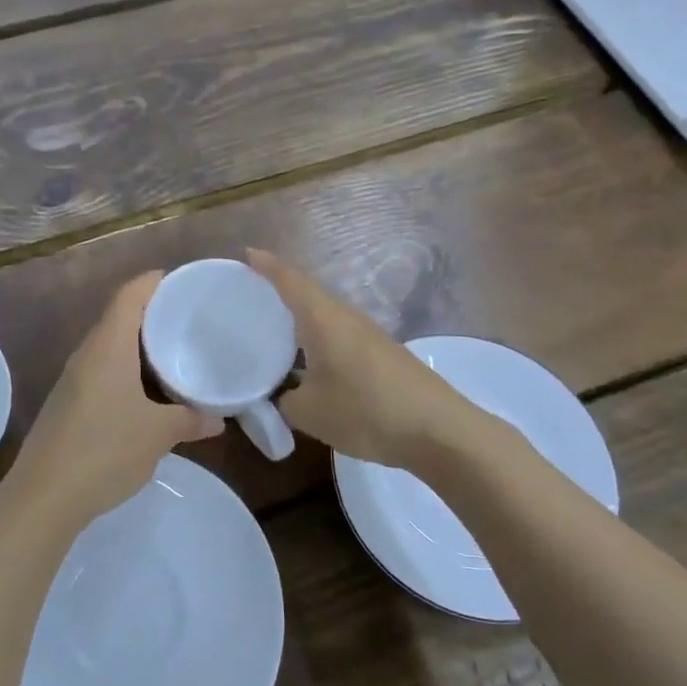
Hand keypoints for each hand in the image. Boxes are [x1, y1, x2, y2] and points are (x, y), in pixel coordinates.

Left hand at [0, 273, 222, 539]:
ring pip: (111, 346)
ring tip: (175, 352)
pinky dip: (128, 369)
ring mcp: (73, 378)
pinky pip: (103, 370)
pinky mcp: (69, 402)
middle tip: (190, 319)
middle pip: (120, 316)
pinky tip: (148, 391)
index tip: (184, 283)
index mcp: (108, 346)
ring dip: (140, 345)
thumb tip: (218, 420)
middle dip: (153, 314)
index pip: (130, 294)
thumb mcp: (158, 435)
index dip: (155, 282)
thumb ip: (190, 420)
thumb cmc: (104, 451)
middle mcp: (87, 353)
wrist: (43, 497)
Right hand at [248, 248, 478, 469]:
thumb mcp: (310, 413)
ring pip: (327, 315)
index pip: (290, 281)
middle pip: (309, 293)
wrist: (439, 430)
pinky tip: (313, 360)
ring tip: (277, 327)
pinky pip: (342, 334)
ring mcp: (370, 335)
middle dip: (281, 289)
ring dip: (303, 316)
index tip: (247, 254)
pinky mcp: (384, 354)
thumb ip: (286, 400)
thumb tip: (284, 394)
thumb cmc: (366, 411)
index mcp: (323, 319)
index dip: (267, 266)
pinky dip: (321, 337)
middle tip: (253, 294)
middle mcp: (347, 317)